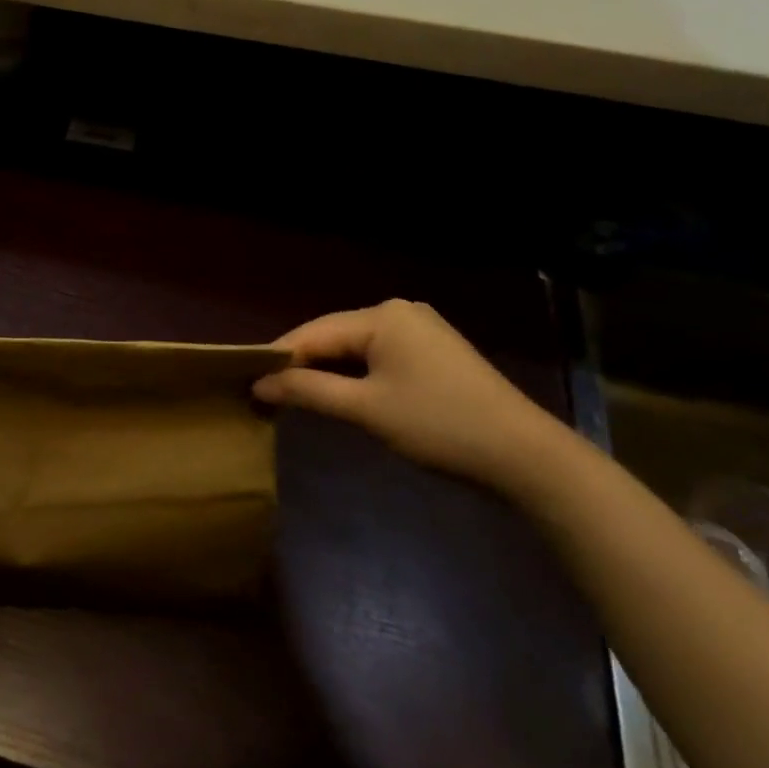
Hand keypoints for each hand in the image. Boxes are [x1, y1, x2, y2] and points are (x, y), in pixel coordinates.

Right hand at [253, 300, 569, 487]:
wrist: (524, 456)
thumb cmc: (438, 425)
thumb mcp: (366, 409)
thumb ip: (308, 391)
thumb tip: (260, 384)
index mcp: (382, 316)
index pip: (312, 333)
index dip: (277, 358)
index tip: (244, 382)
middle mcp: (399, 312)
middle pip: (333, 337)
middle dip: (301, 366)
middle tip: (266, 395)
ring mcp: (420, 330)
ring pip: (355, 348)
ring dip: (326, 373)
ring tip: (293, 398)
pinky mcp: (433, 352)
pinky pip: (378, 357)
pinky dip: (354, 376)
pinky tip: (338, 396)